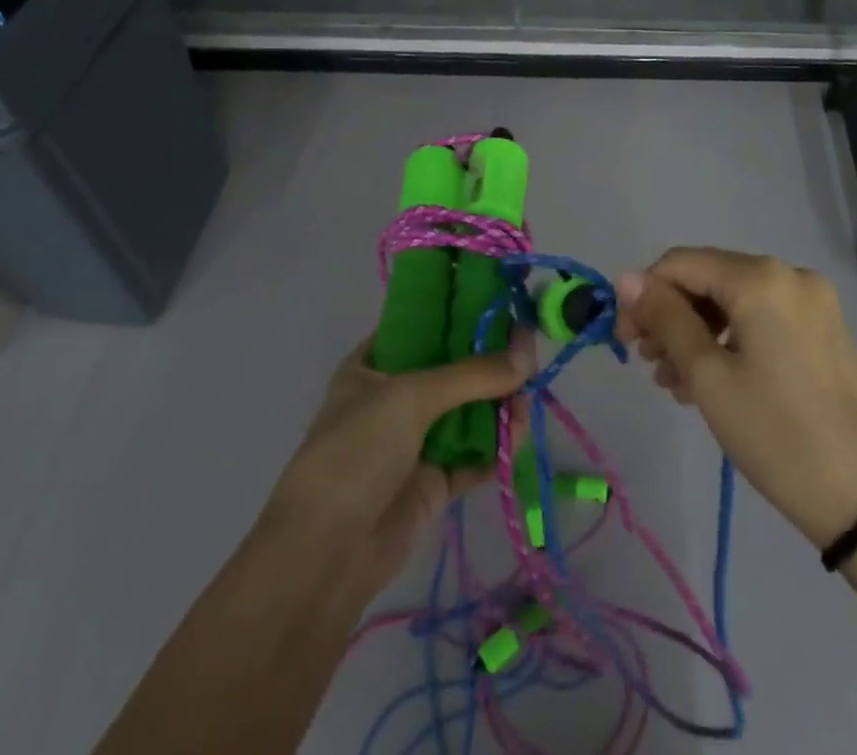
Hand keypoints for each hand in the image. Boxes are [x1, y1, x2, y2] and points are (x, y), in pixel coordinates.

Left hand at [260, 330, 536, 594]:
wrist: (327, 552)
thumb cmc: (357, 450)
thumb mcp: (411, 396)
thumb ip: (472, 374)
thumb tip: (528, 354)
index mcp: (372, 365)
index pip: (420, 326)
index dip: (458, 313)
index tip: (500, 304)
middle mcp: (394, 398)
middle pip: (451, 369)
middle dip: (488, 360)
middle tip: (528, 348)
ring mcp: (415, 441)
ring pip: (468, 412)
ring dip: (498, 402)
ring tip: (528, 391)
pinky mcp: (435, 482)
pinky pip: (475, 454)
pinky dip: (498, 444)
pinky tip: (519, 429)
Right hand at [617, 248, 856, 548]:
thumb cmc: (774, 432)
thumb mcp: (707, 374)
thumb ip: (665, 317)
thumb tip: (626, 277)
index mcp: (760, 277)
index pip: (681, 264)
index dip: (644, 295)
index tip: (625, 340)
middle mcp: (788, 274)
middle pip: (709, 279)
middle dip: (672, 316)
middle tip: (649, 363)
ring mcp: (812, 301)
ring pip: (734, 301)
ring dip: (697, 332)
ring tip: (675, 381)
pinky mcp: (823, 328)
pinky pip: (761, 318)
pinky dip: (730, 339)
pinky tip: (710, 379)